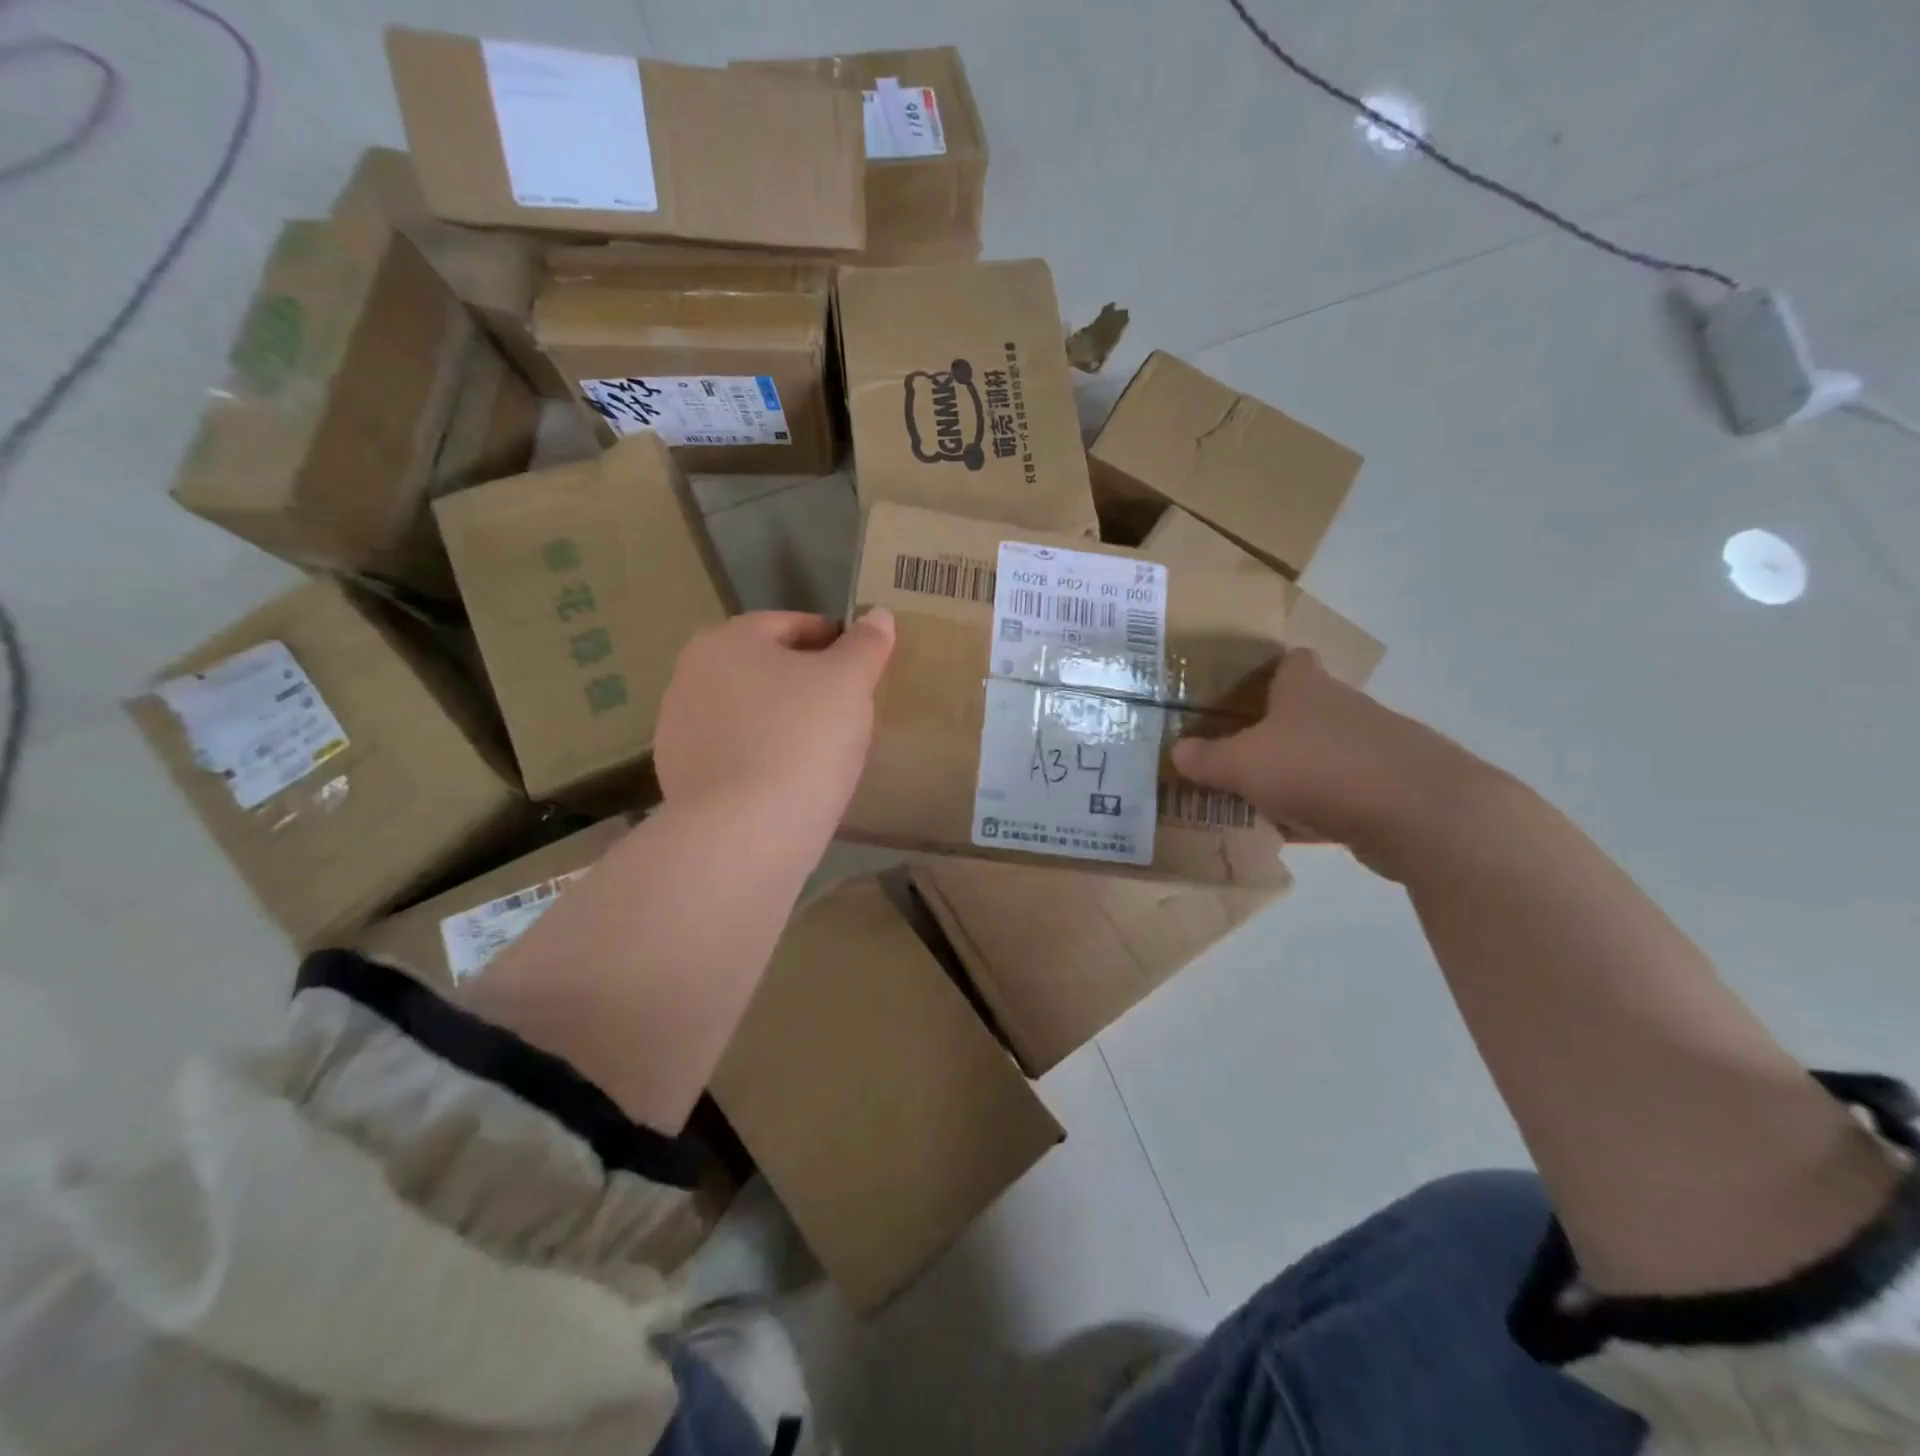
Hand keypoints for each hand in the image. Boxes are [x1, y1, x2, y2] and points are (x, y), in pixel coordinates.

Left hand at [654, 610, 895, 831]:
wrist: (745, 833)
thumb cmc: (802, 739)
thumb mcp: (849, 683)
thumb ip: (866, 644)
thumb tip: (877, 615)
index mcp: (727, 641)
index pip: (790, 625)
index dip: (834, 639)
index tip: (862, 664)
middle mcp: (690, 676)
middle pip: (764, 668)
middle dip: (804, 681)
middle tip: (847, 707)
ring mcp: (678, 729)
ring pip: (747, 712)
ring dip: (781, 719)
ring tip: (821, 748)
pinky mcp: (679, 776)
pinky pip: (734, 753)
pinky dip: (761, 756)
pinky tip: (790, 780)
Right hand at [1170, 649, 1488, 878]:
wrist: (1421, 814)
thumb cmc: (1318, 769)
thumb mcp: (1243, 765)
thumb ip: (1207, 759)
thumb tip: (1176, 751)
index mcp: (1307, 689)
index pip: (1292, 662)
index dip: (1269, 671)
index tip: (1243, 692)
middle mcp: (1345, 709)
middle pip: (1307, 710)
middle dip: (1276, 731)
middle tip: (1238, 754)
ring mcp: (1377, 748)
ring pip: (1326, 754)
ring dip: (1300, 773)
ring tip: (1261, 798)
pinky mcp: (1396, 789)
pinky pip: (1346, 794)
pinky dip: (1324, 808)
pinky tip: (1300, 833)